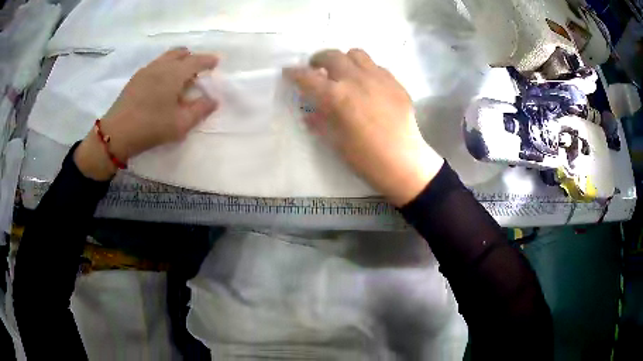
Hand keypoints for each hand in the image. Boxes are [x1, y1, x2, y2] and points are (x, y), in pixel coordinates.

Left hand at [75, 48, 218, 179]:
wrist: (116, 133)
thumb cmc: (151, 127)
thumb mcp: (180, 124)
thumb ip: (200, 110)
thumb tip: (214, 100)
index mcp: (174, 73)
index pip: (196, 60)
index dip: (208, 60)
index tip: (215, 62)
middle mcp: (161, 66)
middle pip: (180, 53)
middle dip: (191, 58)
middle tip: (197, 70)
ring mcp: (146, 70)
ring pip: (166, 57)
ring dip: (177, 61)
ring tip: (179, 75)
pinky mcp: (135, 78)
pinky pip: (155, 65)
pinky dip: (164, 67)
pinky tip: (161, 83)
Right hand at [284, 49, 443, 205]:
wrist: (403, 162)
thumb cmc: (365, 158)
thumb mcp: (335, 141)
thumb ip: (319, 121)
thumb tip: (308, 112)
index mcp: (336, 96)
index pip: (307, 77)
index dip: (294, 73)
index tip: (288, 72)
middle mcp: (356, 79)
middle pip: (332, 55)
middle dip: (318, 59)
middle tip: (316, 69)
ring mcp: (379, 78)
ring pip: (356, 54)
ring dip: (344, 59)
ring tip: (343, 72)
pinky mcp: (395, 82)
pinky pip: (377, 66)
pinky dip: (366, 70)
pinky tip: (368, 85)